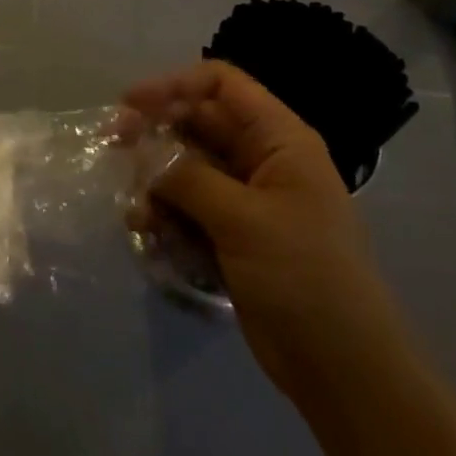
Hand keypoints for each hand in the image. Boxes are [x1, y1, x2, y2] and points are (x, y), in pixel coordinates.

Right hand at [125, 62, 401, 394]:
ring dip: (155, 182)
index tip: (130, 106)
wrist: (342, 370)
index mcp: (279, 139)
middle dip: (155, 136)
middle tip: (113, 150)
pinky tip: (148, 234)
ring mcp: (246, 198)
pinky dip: (165, 214)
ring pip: (186, 167)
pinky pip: (188, 206)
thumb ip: (187, 177)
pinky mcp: (232, 234)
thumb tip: (143, 156)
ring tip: (138, 214)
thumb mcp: (244, 219)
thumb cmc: (303, 277)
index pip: (221, 84)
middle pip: (197, 124)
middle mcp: (261, 159)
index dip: (173, 86)